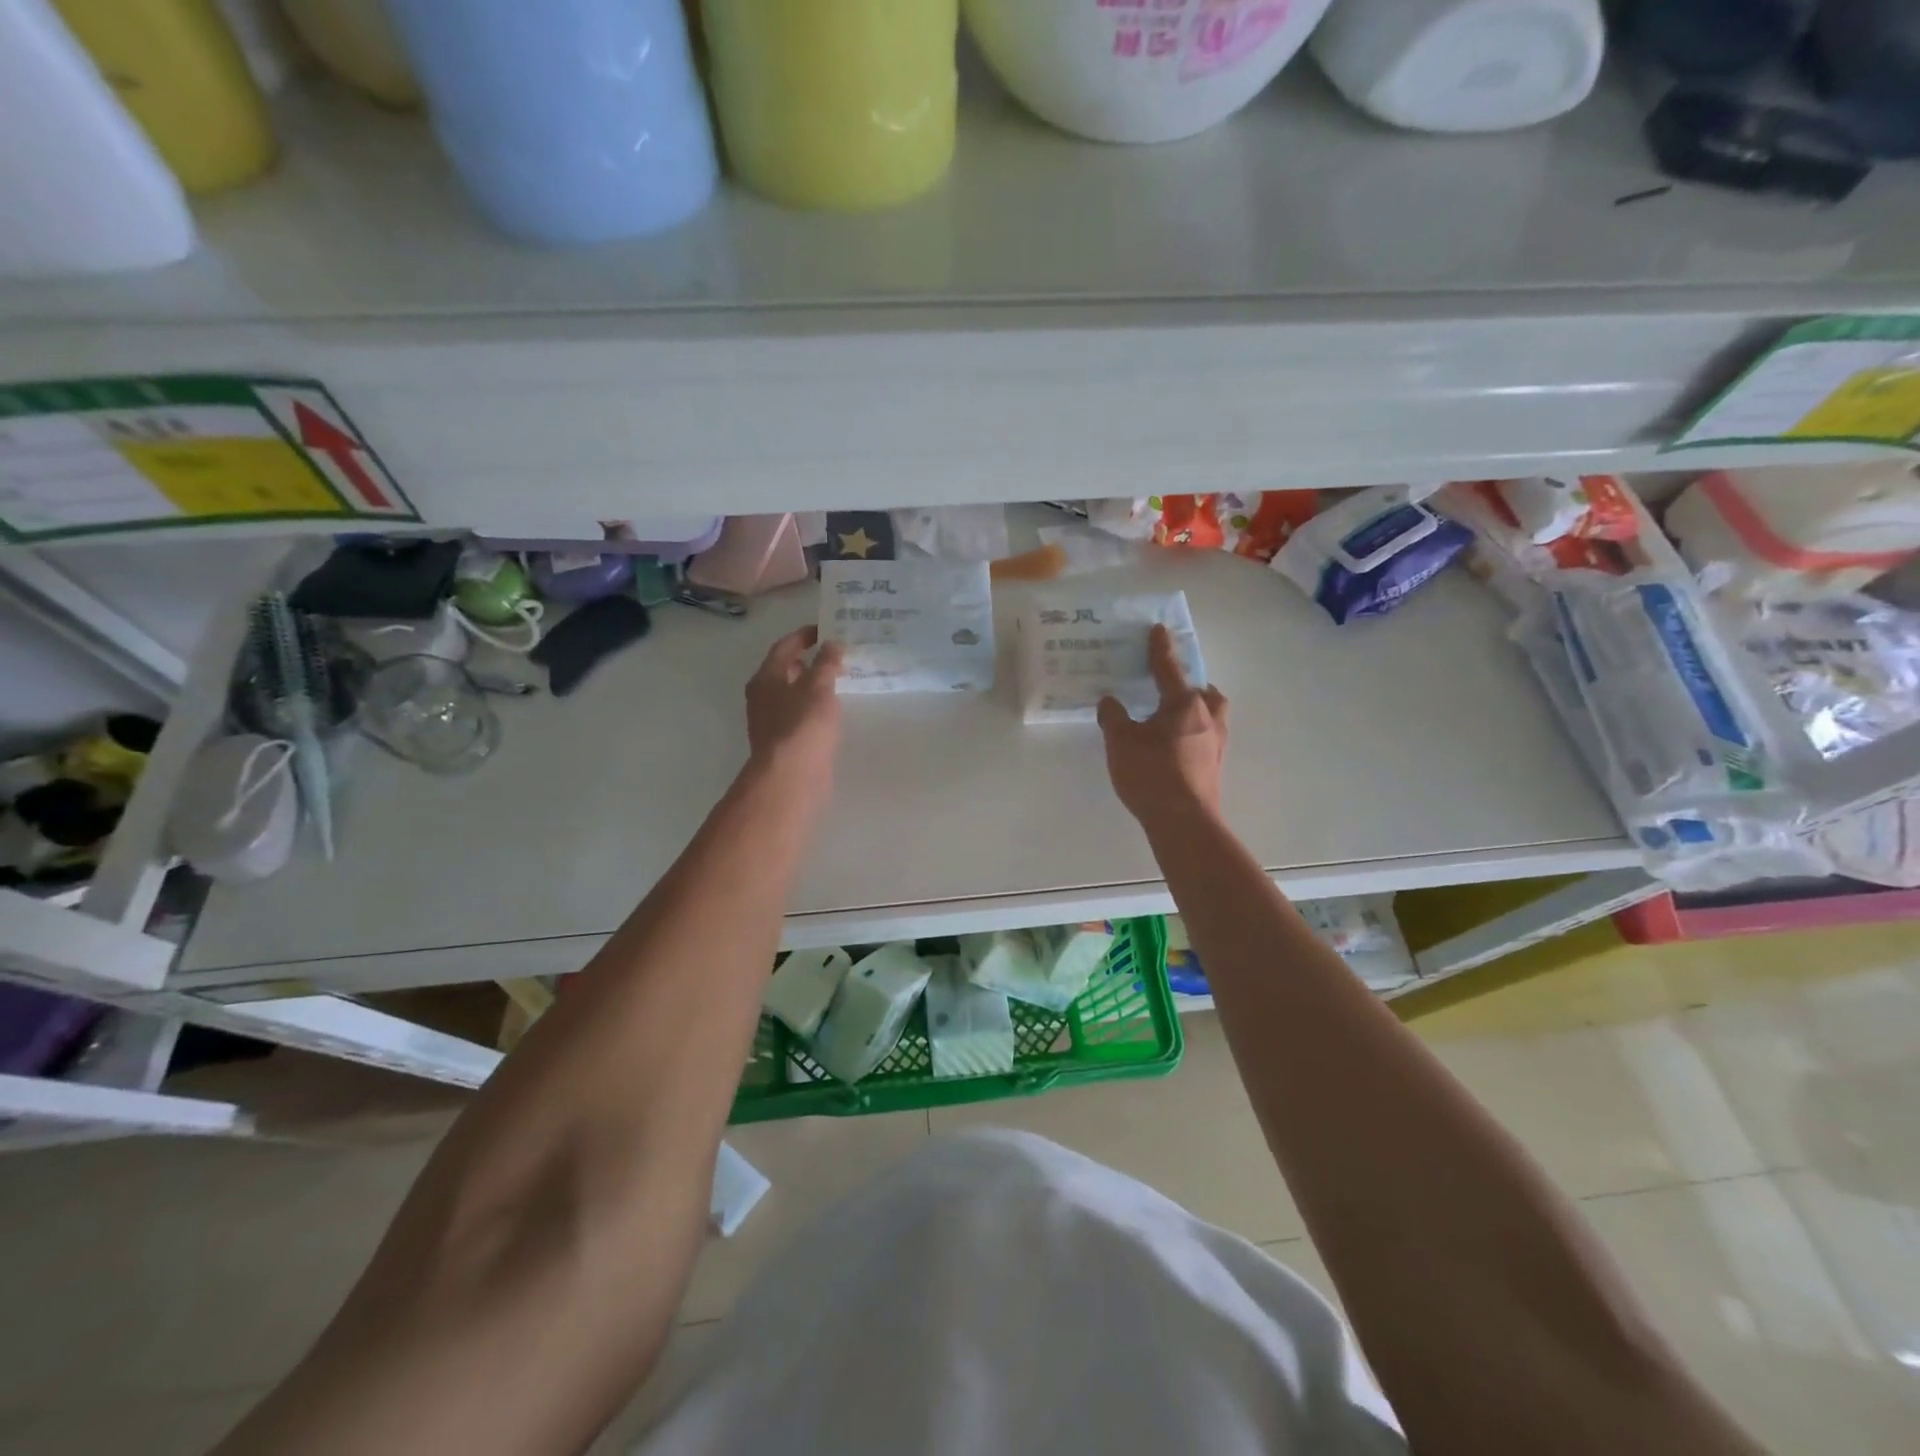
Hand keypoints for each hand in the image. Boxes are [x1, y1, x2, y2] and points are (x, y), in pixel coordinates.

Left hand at [745, 626, 844, 784]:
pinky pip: (800, 716)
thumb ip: (827, 663)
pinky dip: (815, 708)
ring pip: (794, 695)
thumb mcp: (819, 686)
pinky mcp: (784, 743)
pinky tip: (833, 711)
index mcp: (766, 678)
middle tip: (837, 655)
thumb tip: (833, 644)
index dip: (804, 636)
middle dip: (810, 661)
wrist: (792, 776)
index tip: (826, 629)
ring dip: (813, 686)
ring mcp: (771, 722)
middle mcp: (763, 697)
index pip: (784, 647)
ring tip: (840, 681)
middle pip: (786, 671)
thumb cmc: (803, 724)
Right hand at [1097, 625, 1228, 828]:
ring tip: (1173, 715)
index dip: (1160, 648)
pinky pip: (1207, 735)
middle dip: (1189, 683)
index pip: (1169, 668)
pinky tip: (1176, 744)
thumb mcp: (1121, 742)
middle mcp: (1208, 717)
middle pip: (1203, 690)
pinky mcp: (1216, 765)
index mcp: (1185, 704)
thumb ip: (1113, 717)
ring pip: (1211, 713)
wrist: (1184, 822)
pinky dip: (1194, 731)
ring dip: (1196, 707)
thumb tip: (1110, 701)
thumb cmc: (1151, 774)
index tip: (1158, 629)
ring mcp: (1217, 743)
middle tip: (1168, 686)